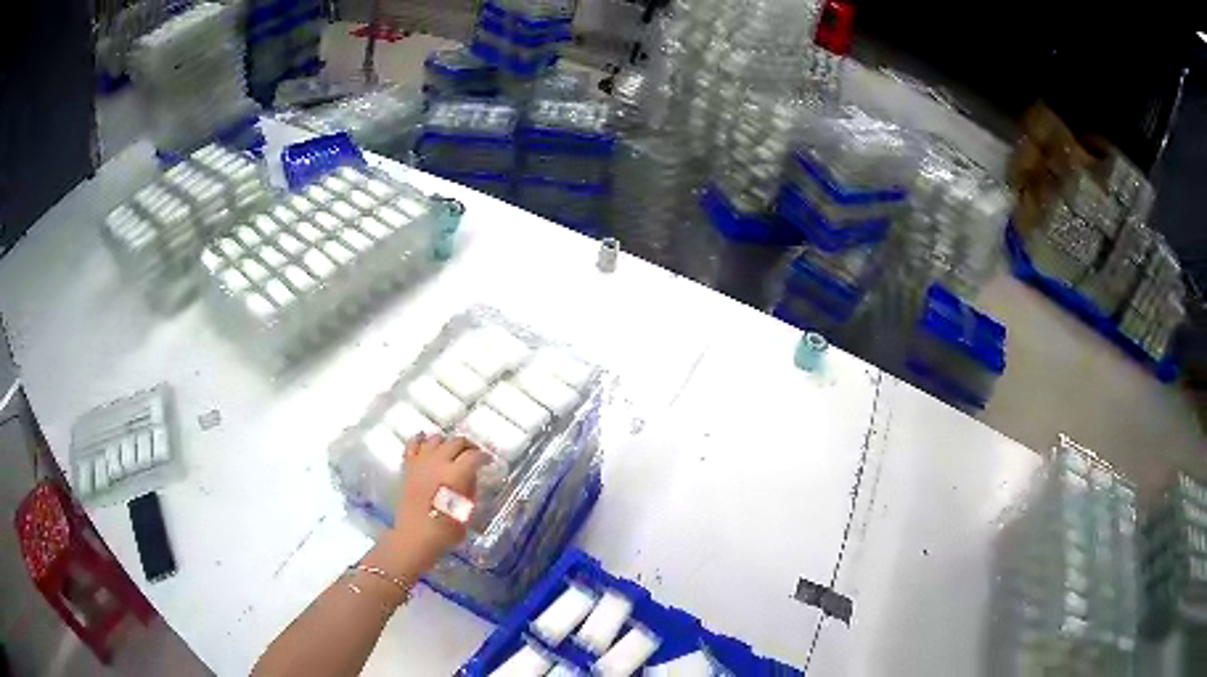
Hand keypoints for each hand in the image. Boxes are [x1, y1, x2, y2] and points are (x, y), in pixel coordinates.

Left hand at [381, 434, 487, 574]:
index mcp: (457, 474)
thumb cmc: (445, 529)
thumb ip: (470, 488)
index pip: (475, 456)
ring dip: (447, 442)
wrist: (415, 536)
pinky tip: (425, 439)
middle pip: (456, 442)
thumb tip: (470, 476)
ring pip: (436, 439)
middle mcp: (439, 462)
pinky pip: (413, 444)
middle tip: (473, 453)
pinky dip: (420, 439)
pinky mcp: (408, 466)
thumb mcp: (467, 510)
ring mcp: (421, 462)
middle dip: (468, 446)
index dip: (484, 456)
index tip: (488, 461)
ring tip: (451, 450)